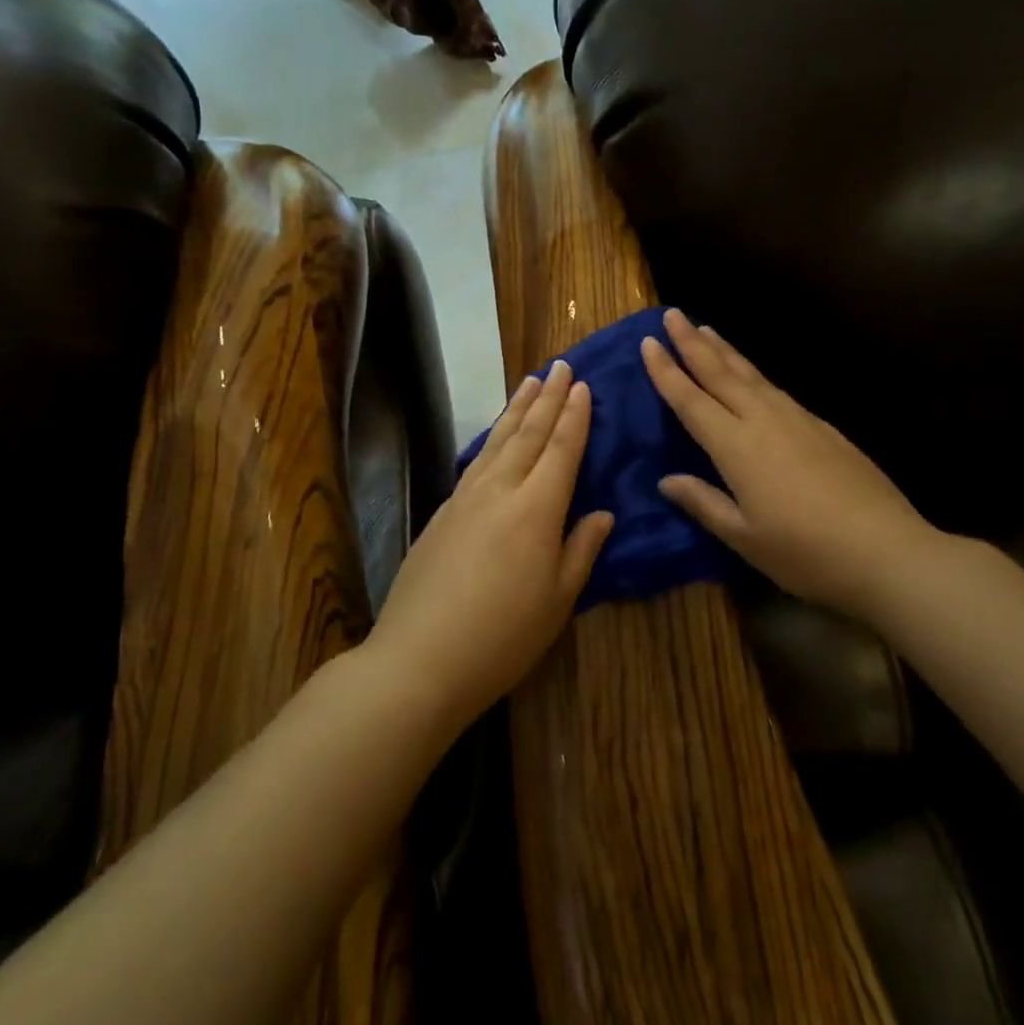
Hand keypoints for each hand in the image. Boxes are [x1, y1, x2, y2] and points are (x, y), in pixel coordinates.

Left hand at [367, 360, 612, 732]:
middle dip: (548, 398)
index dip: (575, 417)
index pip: (561, 449)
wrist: (420, 658)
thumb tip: (602, 513)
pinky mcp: (443, 512)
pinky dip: (491, 438)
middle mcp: (501, 490)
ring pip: (497, 441)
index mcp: (537, 508)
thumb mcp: (558, 600)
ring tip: (530, 381)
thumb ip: (581, 549)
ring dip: (517, 409)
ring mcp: (466, 498)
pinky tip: (495, 436)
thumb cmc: (503, 635)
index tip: (583, 386)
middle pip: (529, 434)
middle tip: (561, 366)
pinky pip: (476, 461)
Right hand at [640, 309, 945, 623]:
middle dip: (692, 342)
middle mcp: (763, 420)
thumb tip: (667, 480)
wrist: (886, 550)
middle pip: (720, 373)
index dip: (666, 371)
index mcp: (736, 447)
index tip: (648, 342)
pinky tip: (751, 376)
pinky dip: (753, 373)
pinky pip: (775, 388)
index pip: (691, 400)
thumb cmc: (805, 552)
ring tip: (706, 329)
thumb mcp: (744, 537)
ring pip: (751, 374)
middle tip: (671, 315)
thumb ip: (703, 503)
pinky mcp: (822, 426)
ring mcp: (797, 419)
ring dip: (724, 350)